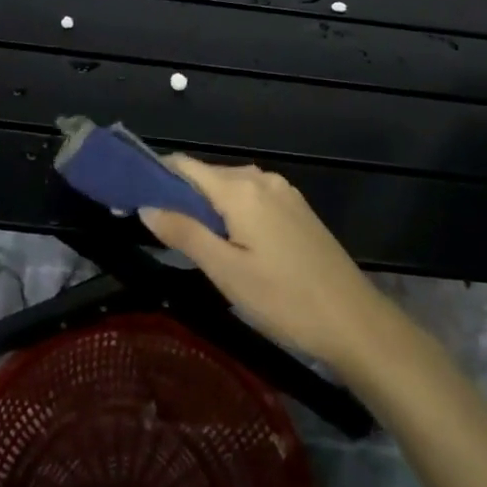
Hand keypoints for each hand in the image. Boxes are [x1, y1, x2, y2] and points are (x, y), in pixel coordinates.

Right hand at [140, 155, 391, 371]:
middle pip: (208, 176)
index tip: (132, 198)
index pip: (186, 166)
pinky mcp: (297, 209)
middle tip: (159, 232)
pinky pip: (253, 200)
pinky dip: (233, 214)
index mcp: (241, 188)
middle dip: (181, 196)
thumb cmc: (284, 299)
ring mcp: (284, 192)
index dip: (156, 177)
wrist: (354, 320)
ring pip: (231, 189)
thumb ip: (185, 233)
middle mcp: (262, 179)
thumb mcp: (226, 271)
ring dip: (207, 208)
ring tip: (191, 243)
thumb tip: (146, 206)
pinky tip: (231, 245)